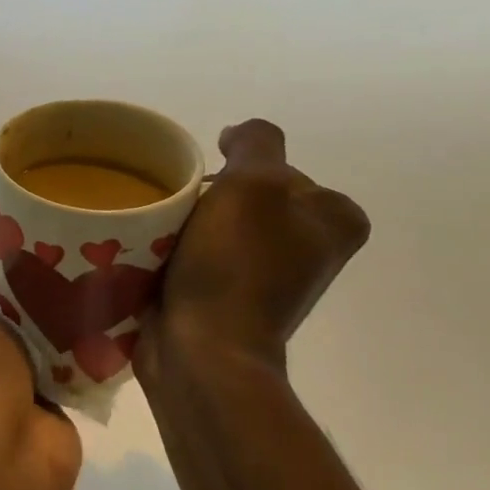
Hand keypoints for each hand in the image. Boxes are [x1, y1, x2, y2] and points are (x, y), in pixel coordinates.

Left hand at [0, 270, 79, 479]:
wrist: (8, 452)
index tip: (9, 268)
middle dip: (13, 302)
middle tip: (45, 282)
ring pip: (18, 342)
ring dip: (40, 329)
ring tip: (67, 302)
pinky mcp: (26, 406)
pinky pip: (46, 369)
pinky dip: (61, 357)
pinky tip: (81, 332)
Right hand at [136, 119, 368, 380]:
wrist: (202, 351)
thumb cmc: (236, 266)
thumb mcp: (254, 183)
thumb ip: (256, 142)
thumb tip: (236, 138)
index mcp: (334, 222)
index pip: (281, 170)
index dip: (239, 170)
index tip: (208, 186)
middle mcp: (309, 249)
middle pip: (246, 197)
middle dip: (209, 197)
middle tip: (179, 209)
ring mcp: (268, 279)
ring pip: (218, 226)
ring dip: (187, 224)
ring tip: (160, 233)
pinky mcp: (229, 300)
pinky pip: (200, 257)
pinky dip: (178, 252)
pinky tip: (156, 257)